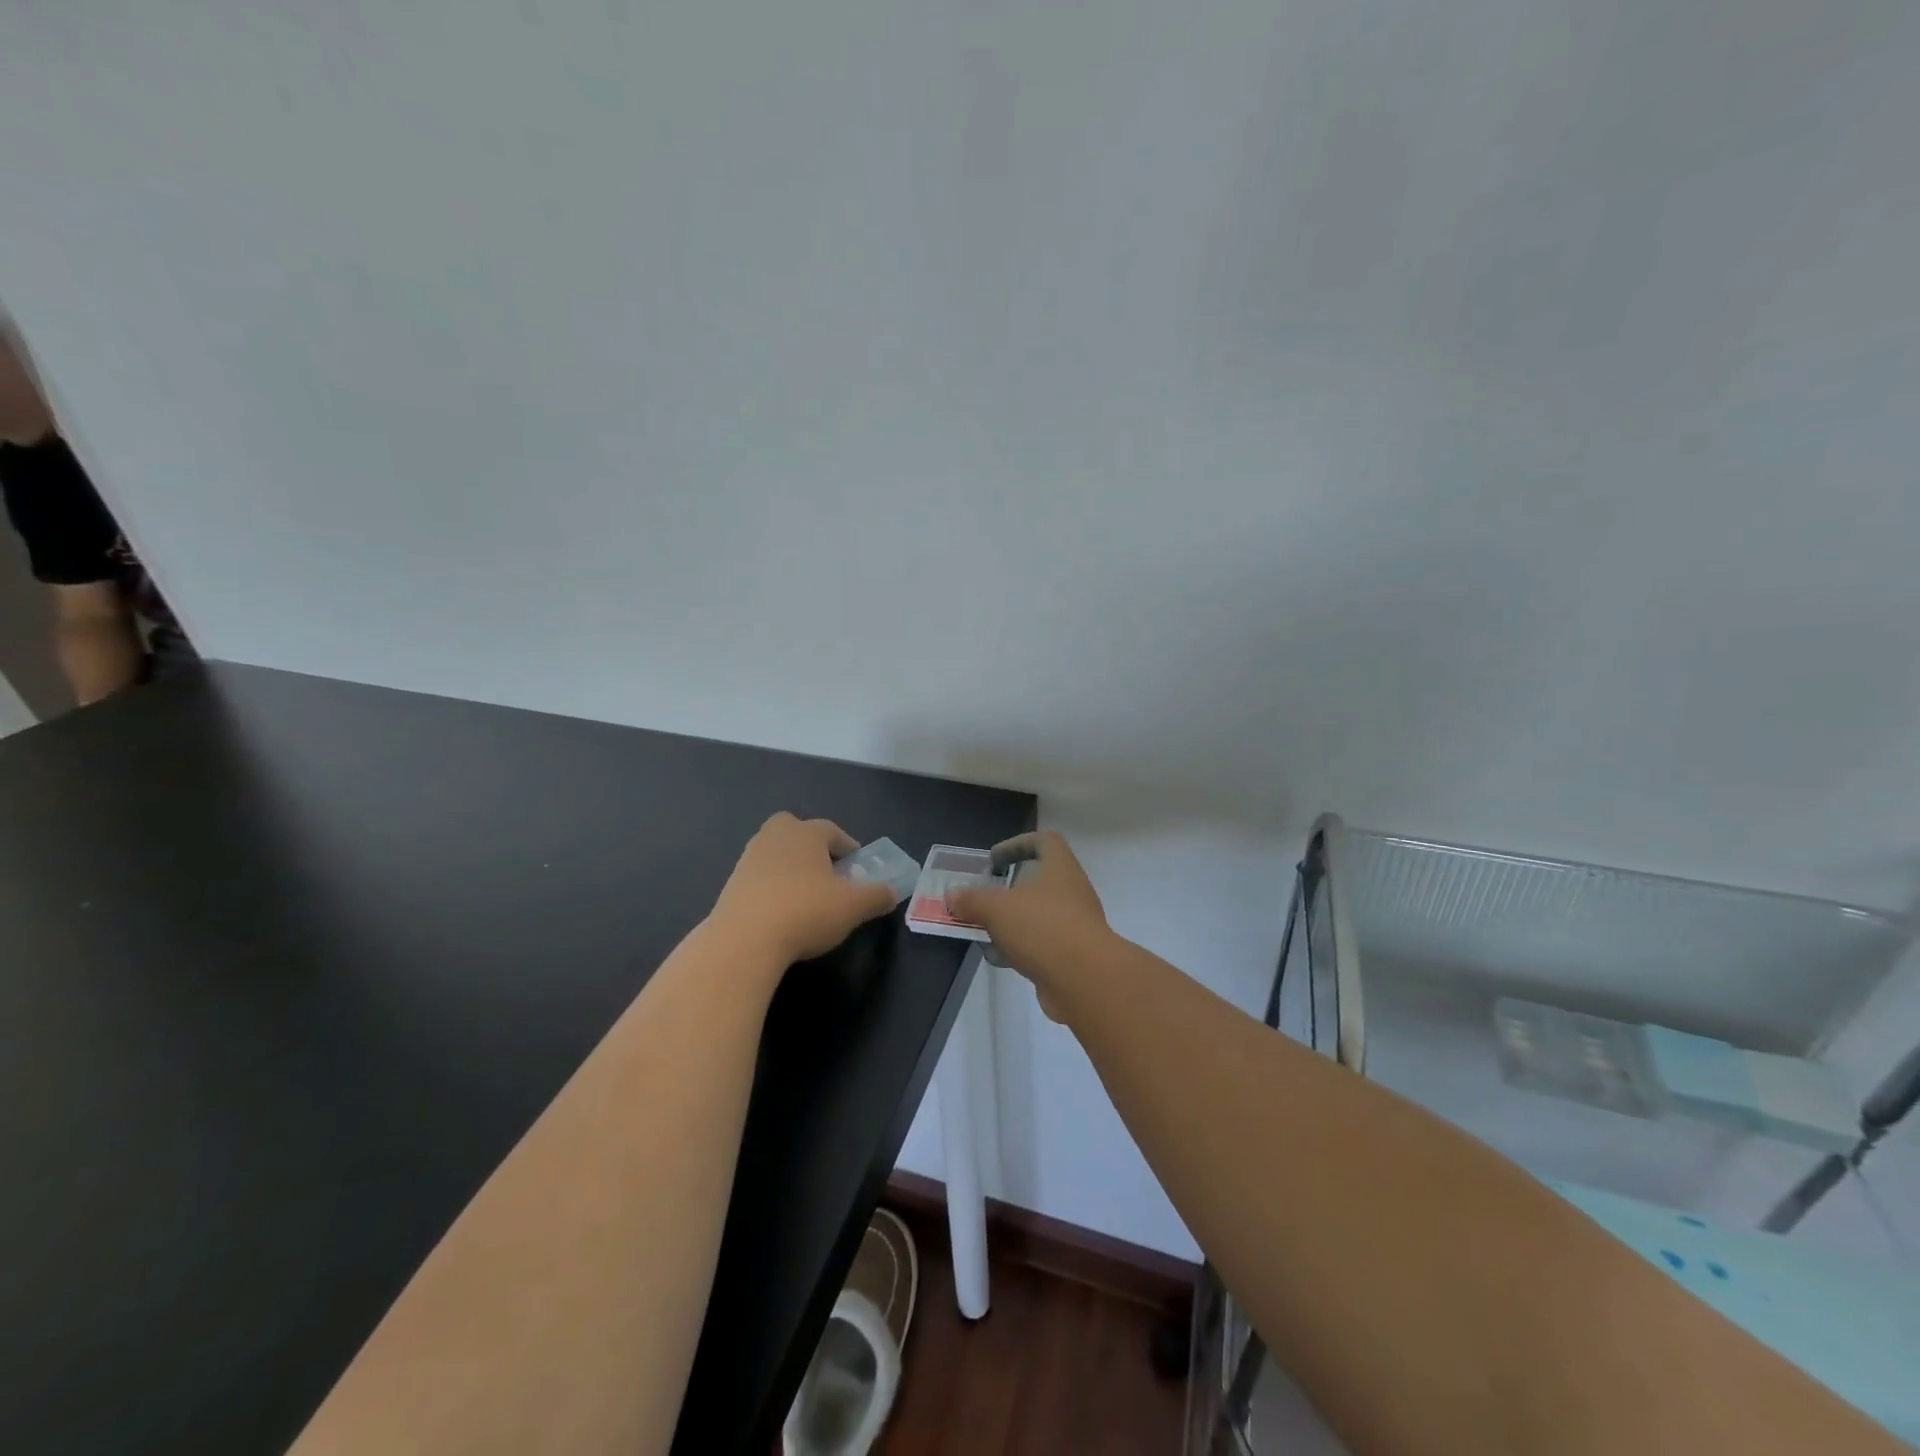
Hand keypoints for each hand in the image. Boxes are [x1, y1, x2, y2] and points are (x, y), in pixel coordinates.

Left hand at [710, 813, 897, 965]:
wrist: (744, 941)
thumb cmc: (806, 912)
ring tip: (805, 896)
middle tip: (825, 871)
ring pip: (774, 853)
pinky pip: (759, 878)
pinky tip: (781, 912)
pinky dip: (771, 887)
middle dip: (810, 845)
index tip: (857, 867)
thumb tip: (891, 893)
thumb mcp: (853, 907)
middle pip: (794, 829)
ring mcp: (748, 860)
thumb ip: (876, 896)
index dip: (847, 846)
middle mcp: (774, 837)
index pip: (831, 830)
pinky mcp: (731, 885)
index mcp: (806, 833)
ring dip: (790, 867)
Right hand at [946, 831, 1110, 1019]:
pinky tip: (1000, 958)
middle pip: (1038, 880)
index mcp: (1060, 868)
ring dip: (1011, 921)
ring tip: (984, 930)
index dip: (1018, 844)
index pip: (1045, 841)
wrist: (1086, 981)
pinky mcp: (1073, 955)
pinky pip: (1042, 943)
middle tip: (983, 898)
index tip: (993, 860)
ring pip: (1038, 915)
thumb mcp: (997, 908)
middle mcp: (1072, 891)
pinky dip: (1020, 947)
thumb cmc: (1043, 928)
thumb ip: (972, 900)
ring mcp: (1075, 924)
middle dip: (1007, 889)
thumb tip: (952, 895)